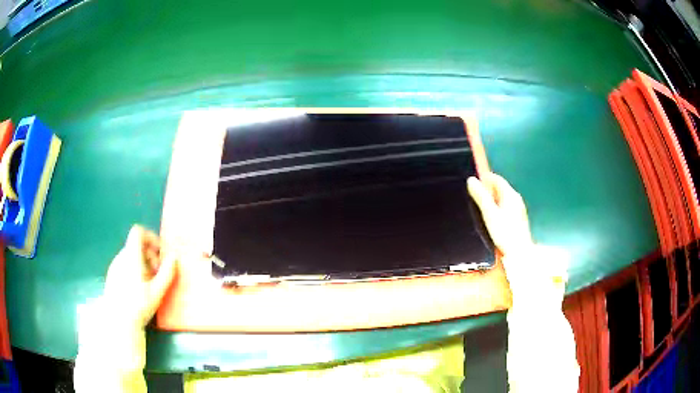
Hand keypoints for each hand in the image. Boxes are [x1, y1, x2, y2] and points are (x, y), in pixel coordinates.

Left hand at [103, 225, 177, 329]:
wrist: (118, 322)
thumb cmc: (138, 306)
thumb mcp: (157, 292)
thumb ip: (167, 272)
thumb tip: (174, 257)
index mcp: (131, 257)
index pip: (138, 232)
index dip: (151, 237)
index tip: (160, 253)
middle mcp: (120, 257)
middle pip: (136, 245)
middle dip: (150, 255)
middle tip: (158, 273)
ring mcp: (115, 266)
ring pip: (131, 255)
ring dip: (143, 263)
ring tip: (150, 283)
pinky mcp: (112, 276)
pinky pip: (125, 264)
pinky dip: (135, 269)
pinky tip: (139, 289)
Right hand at [467, 173, 532, 256]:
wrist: (519, 252)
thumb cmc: (505, 232)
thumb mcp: (489, 213)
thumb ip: (481, 196)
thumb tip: (471, 180)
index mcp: (510, 194)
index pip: (497, 179)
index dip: (484, 178)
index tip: (474, 183)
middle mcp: (516, 199)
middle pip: (500, 188)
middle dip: (487, 190)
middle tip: (475, 196)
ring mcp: (518, 209)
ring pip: (502, 198)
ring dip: (491, 200)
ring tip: (481, 208)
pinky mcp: (517, 219)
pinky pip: (505, 207)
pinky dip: (496, 208)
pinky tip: (491, 218)